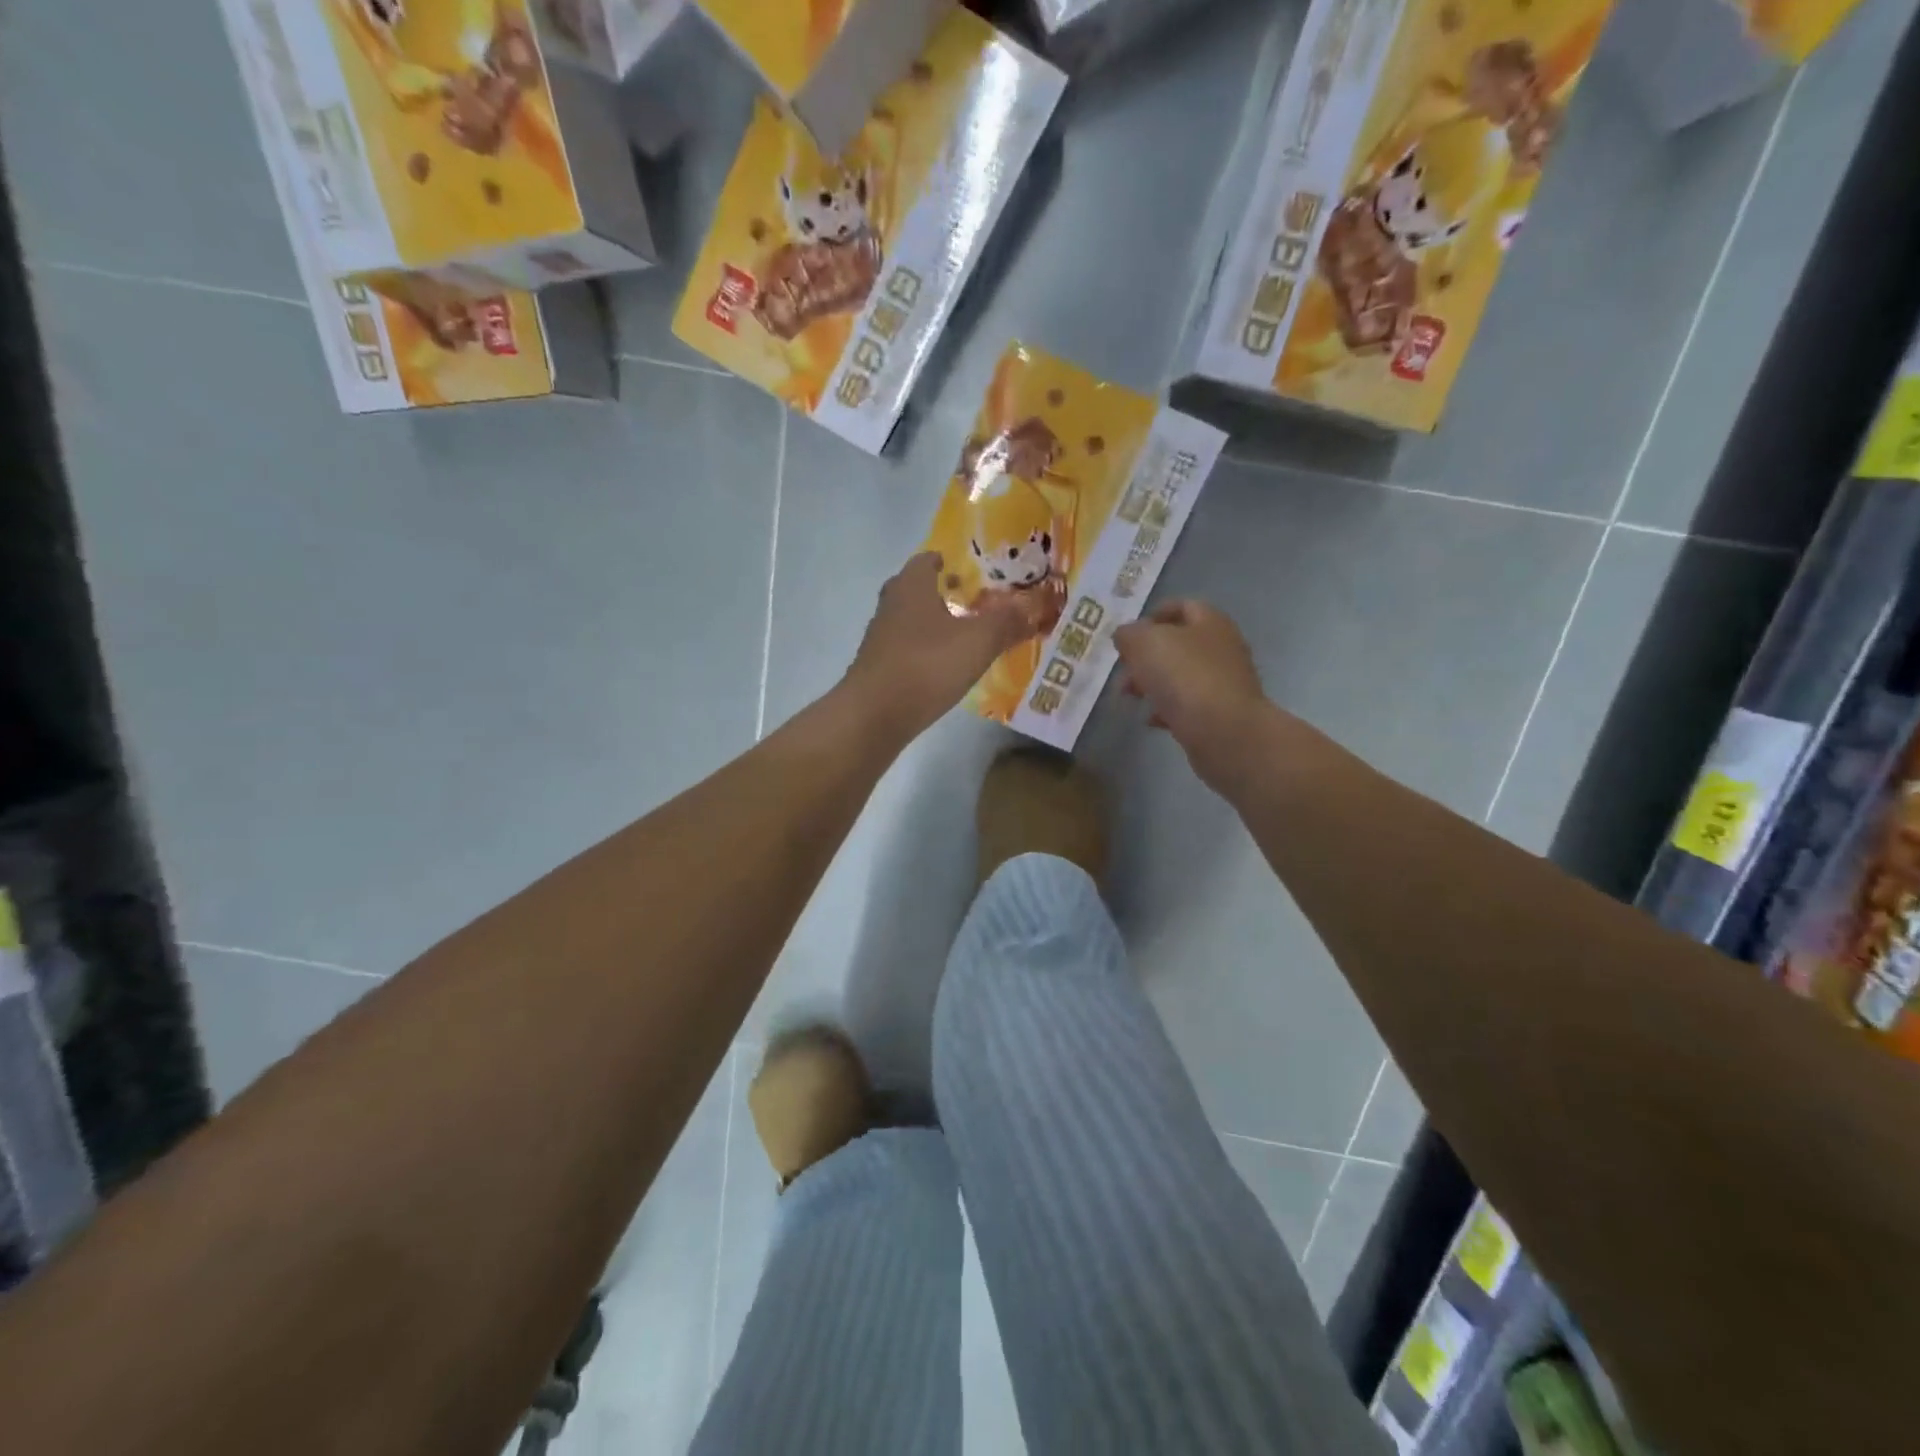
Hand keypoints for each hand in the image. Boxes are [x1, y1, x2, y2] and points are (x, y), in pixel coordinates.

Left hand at [842, 552, 1037, 742]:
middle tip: (971, 601)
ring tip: (963, 636)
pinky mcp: (877, 669)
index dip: (949, 561)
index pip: (926, 560)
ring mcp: (879, 639)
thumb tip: (1032, 606)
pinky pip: (906, 650)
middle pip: (915, 589)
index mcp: (911, 587)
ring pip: (909, 621)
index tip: (972, 571)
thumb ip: (1007, 621)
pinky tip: (943, 669)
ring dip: (933, 624)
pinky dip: (924, 652)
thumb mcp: (978, 641)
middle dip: (941, 592)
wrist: (873, 716)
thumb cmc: (926, 667)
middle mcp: (890, 606)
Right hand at [1113, 600, 1268, 785]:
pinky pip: (1187, 706)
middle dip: (1145, 656)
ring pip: (1179, 676)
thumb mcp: (1145, 643)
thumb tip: (1126, 636)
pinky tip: (1150, 720)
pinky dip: (1166, 709)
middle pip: (1178, 644)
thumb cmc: (1185, 676)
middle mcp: (1221, 648)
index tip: (1128, 634)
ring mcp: (1223, 683)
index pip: (1182, 606)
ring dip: (1151, 683)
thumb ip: (1129, 634)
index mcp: (1210, 622)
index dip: (1153, 615)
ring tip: (1129, 696)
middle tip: (1122, 669)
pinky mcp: (1219, 715)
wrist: (1224, 732)